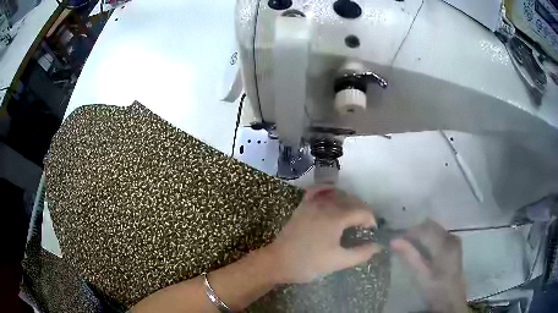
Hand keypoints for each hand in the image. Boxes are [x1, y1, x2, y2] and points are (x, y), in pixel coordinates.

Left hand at [265, 186, 380, 283]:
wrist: (278, 262)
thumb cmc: (308, 263)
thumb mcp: (338, 261)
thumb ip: (361, 253)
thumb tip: (378, 246)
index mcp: (336, 217)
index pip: (362, 211)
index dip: (371, 220)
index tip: (372, 232)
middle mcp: (325, 205)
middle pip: (352, 201)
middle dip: (362, 212)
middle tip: (364, 227)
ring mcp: (312, 203)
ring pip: (337, 195)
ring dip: (349, 202)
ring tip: (353, 217)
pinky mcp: (303, 206)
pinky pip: (318, 191)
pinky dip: (329, 191)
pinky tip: (333, 197)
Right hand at [391, 220, 467, 312]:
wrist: (452, 298)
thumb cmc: (435, 289)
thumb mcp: (420, 276)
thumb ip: (409, 256)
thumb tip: (394, 241)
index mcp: (444, 246)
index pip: (424, 230)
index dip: (409, 233)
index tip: (397, 242)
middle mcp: (451, 237)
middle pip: (431, 225)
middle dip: (416, 232)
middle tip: (403, 244)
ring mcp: (455, 239)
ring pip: (435, 227)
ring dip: (422, 234)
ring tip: (412, 247)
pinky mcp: (455, 243)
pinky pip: (440, 232)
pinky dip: (429, 237)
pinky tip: (424, 249)